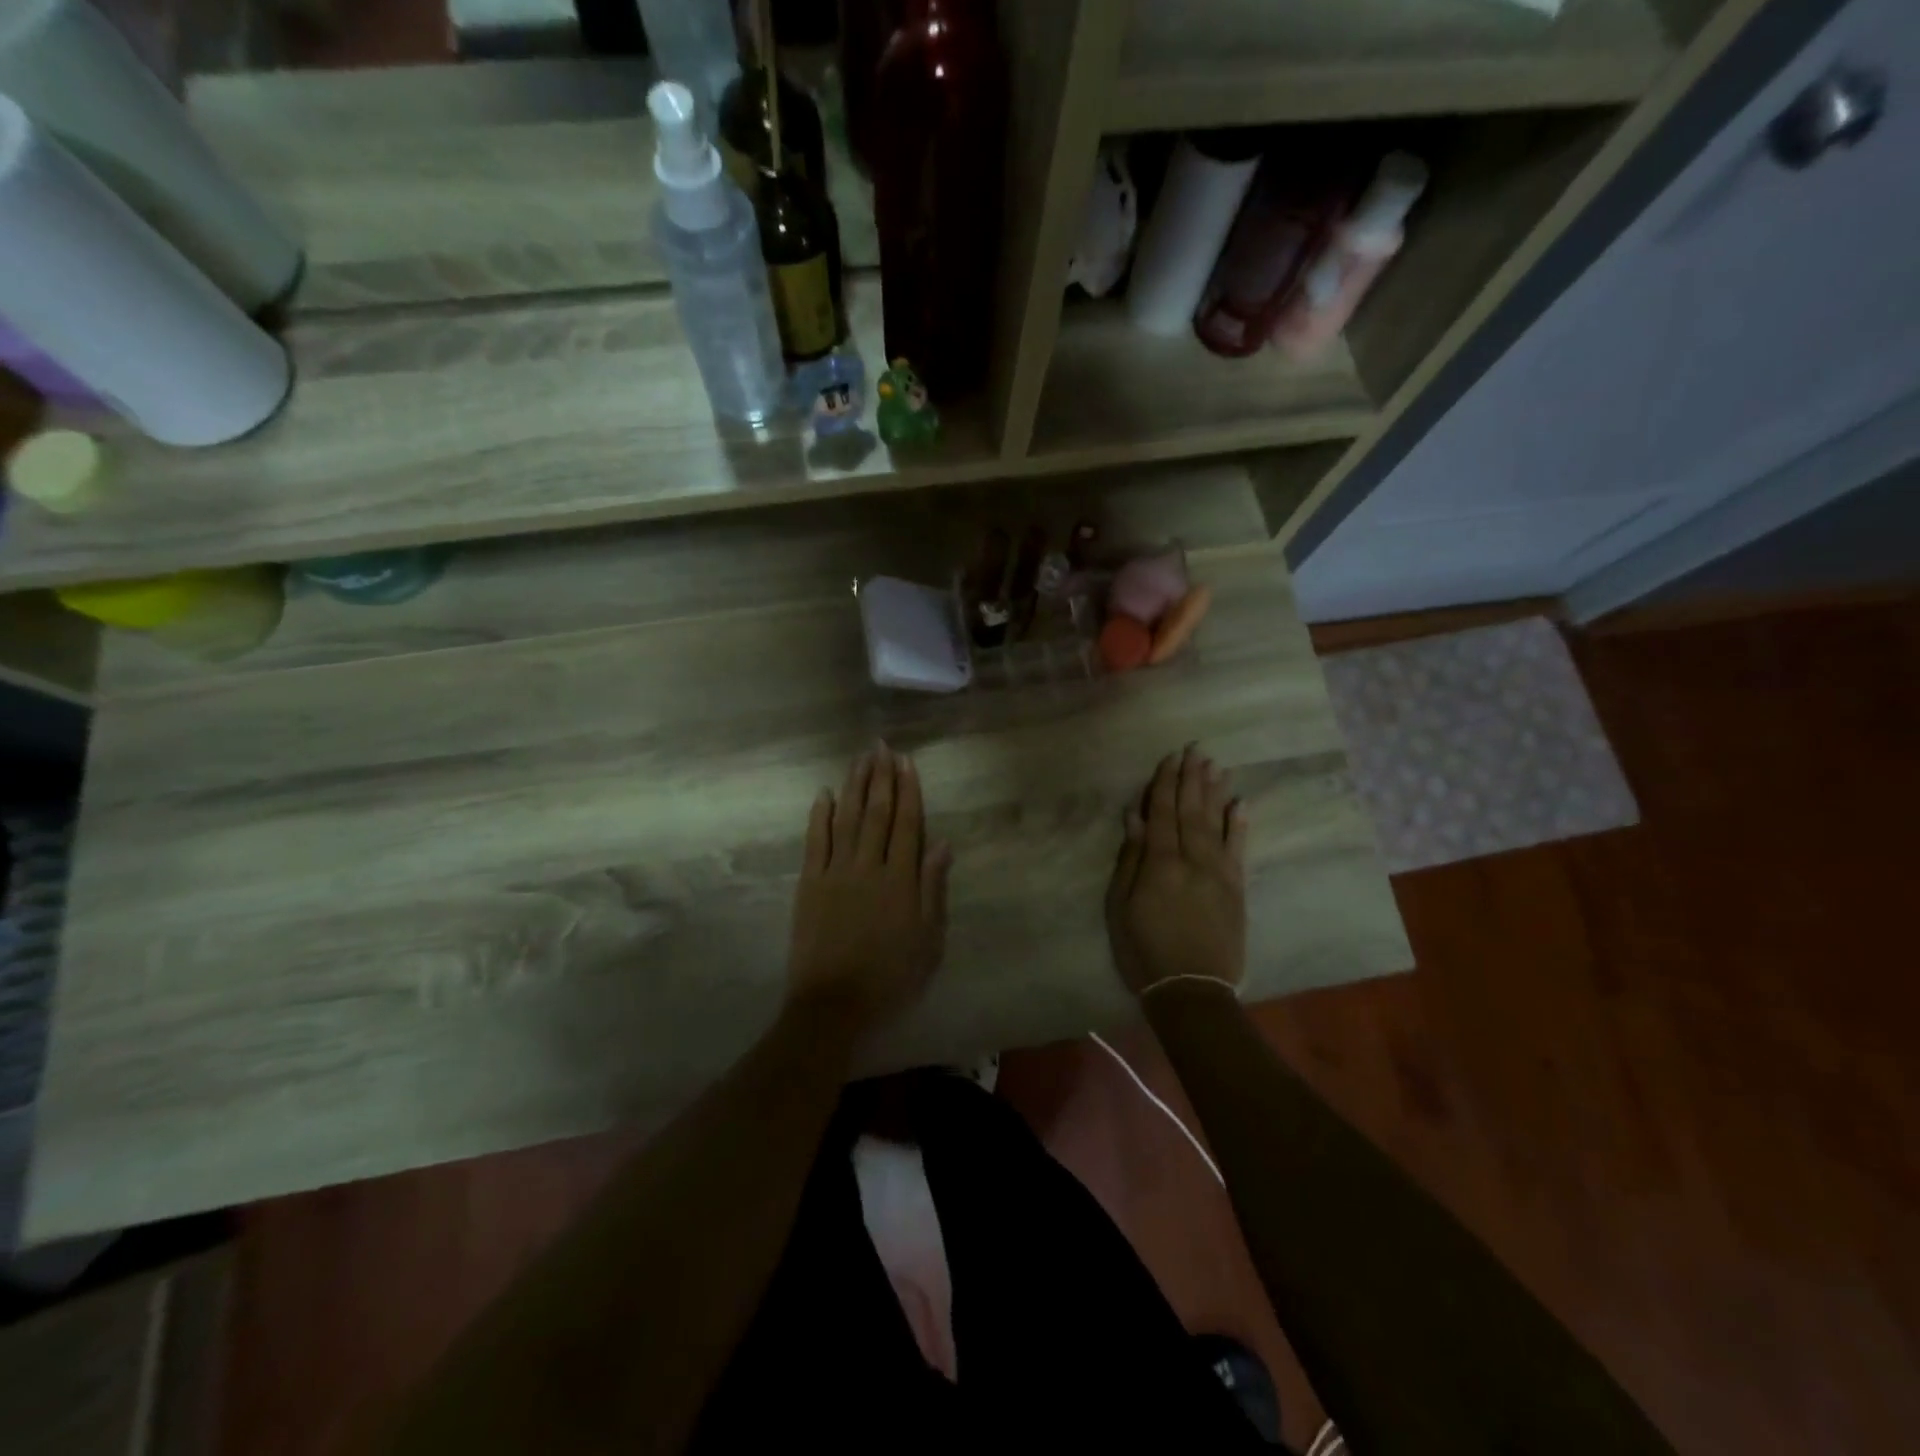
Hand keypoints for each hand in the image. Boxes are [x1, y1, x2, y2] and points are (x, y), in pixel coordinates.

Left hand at [786, 745, 951, 1035]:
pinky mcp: (809, 884)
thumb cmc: (891, 978)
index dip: (908, 790)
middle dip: (881, 777)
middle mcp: (868, 866)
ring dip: (854, 785)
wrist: (834, 1005)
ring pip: (847, 818)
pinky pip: (815, 841)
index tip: (907, 762)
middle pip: (877, 812)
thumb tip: (942, 844)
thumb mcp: (928, 941)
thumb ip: (933, 889)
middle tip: (882, 746)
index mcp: (901, 880)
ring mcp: (835, 872)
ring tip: (860, 758)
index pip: (907, 824)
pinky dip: (819, 815)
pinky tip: (823, 793)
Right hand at [1106, 745, 1247, 996]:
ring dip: (1215, 792)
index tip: (1169, 757)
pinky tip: (1240, 803)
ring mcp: (1220, 873)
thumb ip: (1130, 858)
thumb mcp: (1121, 906)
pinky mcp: (1237, 889)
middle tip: (1196, 749)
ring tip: (1216, 765)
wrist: (1192, 990)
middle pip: (1191, 811)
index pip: (1163, 813)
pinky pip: (1239, 849)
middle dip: (1191, 778)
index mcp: (1161, 863)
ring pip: (1216, 823)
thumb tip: (1134, 817)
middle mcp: (1193, 860)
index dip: (1165, 784)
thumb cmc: (1144, 950)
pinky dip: (1239, 825)